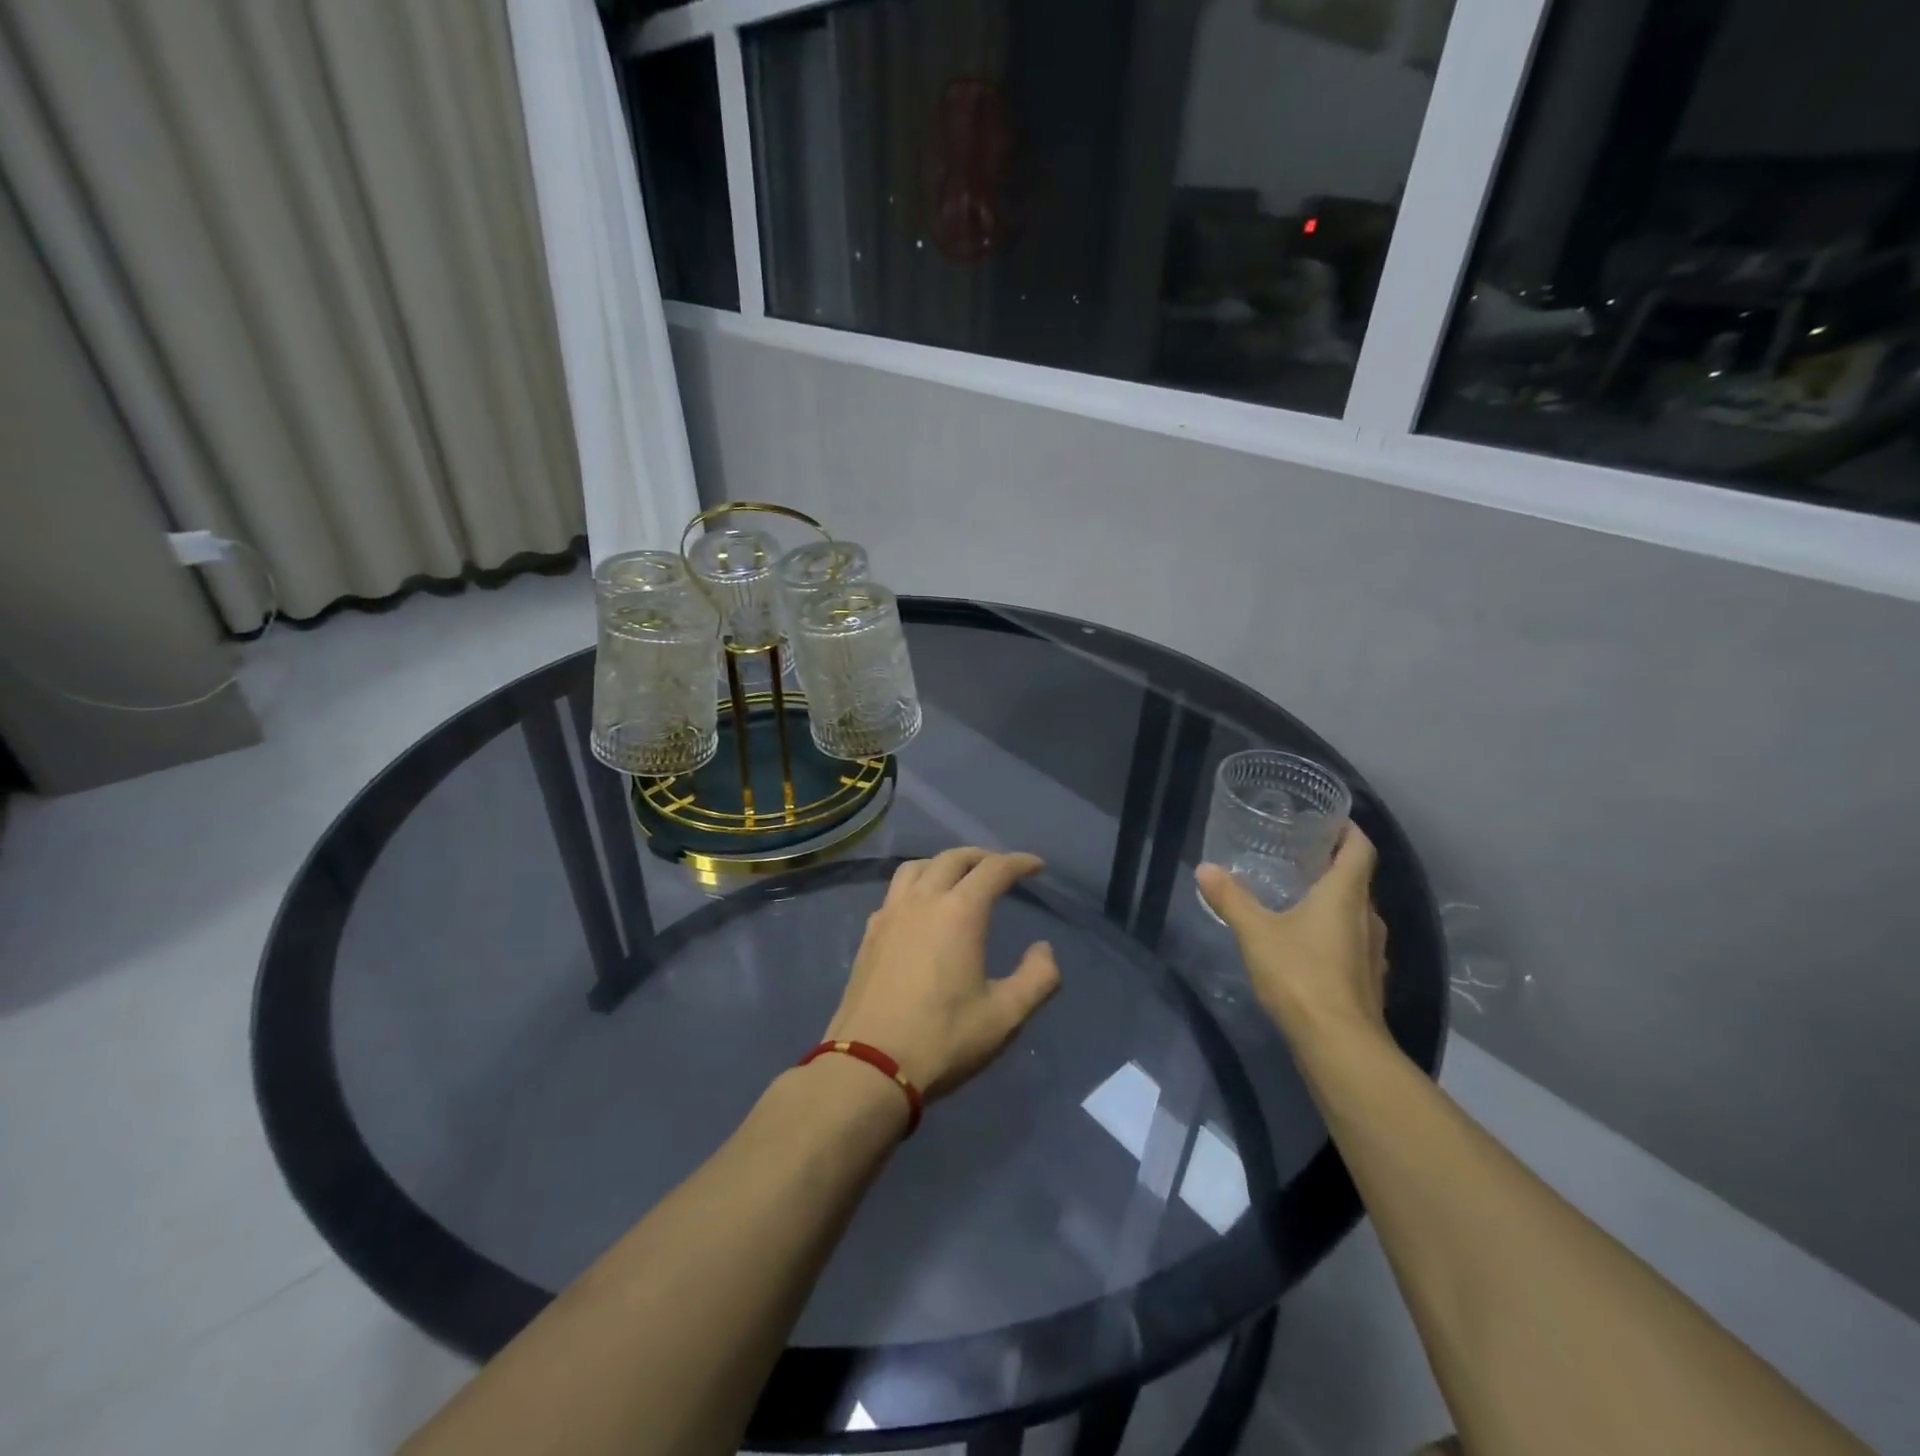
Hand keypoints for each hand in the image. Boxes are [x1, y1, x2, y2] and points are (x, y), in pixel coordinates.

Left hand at [825, 848, 1060, 1099]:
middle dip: (982, 857)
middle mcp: (923, 900)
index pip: (994, 869)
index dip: (1019, 862)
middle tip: (1000, 868)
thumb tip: (1043, 948)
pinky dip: (916, 884)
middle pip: (953, 859)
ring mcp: (890, 914)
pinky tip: (920, 908)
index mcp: (959, 912)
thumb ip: (1037, 978)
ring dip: (943, 863)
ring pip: (917, 867)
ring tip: (958, 877)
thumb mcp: (1005, 1016)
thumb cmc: (943, 1039)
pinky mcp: (869, 934)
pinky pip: (895, 891)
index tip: (1036, 866)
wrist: (869, 1066)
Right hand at [1195, 826, 1389, 1051]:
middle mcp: (1368, 916)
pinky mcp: (1368, 979)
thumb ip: (1231, 899)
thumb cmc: (1301, 975)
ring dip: (1334, 900)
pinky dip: (1335, 931)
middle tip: (1299, 855)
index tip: (1327, 819)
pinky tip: (1308, 942)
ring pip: (1356, 912)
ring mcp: (1373, 951)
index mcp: (1345, 895)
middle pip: (1358, 879)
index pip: (1360, 848)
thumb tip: (1204, 868)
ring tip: (1299, 896)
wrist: (1340, 1044)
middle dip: (1333, 864)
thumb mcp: (1255, 932)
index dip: (1348, 830)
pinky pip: (1354, 941)